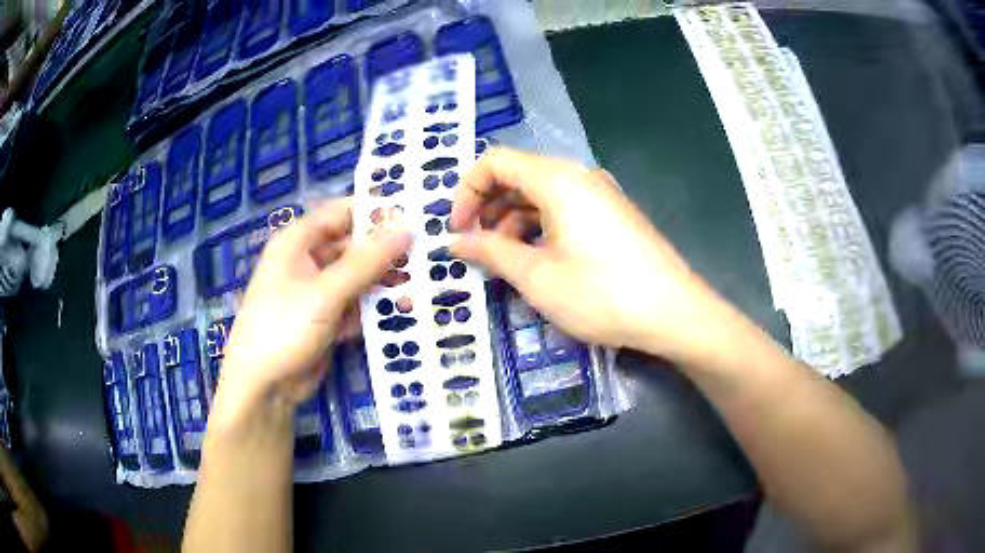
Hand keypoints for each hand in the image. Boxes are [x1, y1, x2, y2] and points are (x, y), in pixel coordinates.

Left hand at [218, 199, 410, 414]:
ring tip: (424, 282)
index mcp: (297, 242)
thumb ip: (367, 261)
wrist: (264, 387)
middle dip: (386, 250)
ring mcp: (317, 292)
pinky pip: (356, 304)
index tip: (415, 213)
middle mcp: (307, 261)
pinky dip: (375, 307)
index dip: (375, 211)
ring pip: (358, 277)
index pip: (341, 213)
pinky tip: (404, 310)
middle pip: (353, 246)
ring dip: (384, 281)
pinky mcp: (327, 319)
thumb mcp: (325, 292)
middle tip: (427, 252)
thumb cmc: (284, 328)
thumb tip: (407, 228)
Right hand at [450, 148, 722, 360]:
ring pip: (541, 194)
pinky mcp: (612, 214)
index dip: (466, 191)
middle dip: (488, 208)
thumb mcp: (537, 277)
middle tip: (475, 247)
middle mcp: (579, 177)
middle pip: (518, 175)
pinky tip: (538, 260)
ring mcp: (600, 194)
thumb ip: (491, 252)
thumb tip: (455, 242)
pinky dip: (540, 227)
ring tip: (504, 260)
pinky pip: (565, 208)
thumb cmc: (602, 294)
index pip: (495, 161)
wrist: (674, 313)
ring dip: (513, 220)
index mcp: (557, 179)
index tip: (457, 229)